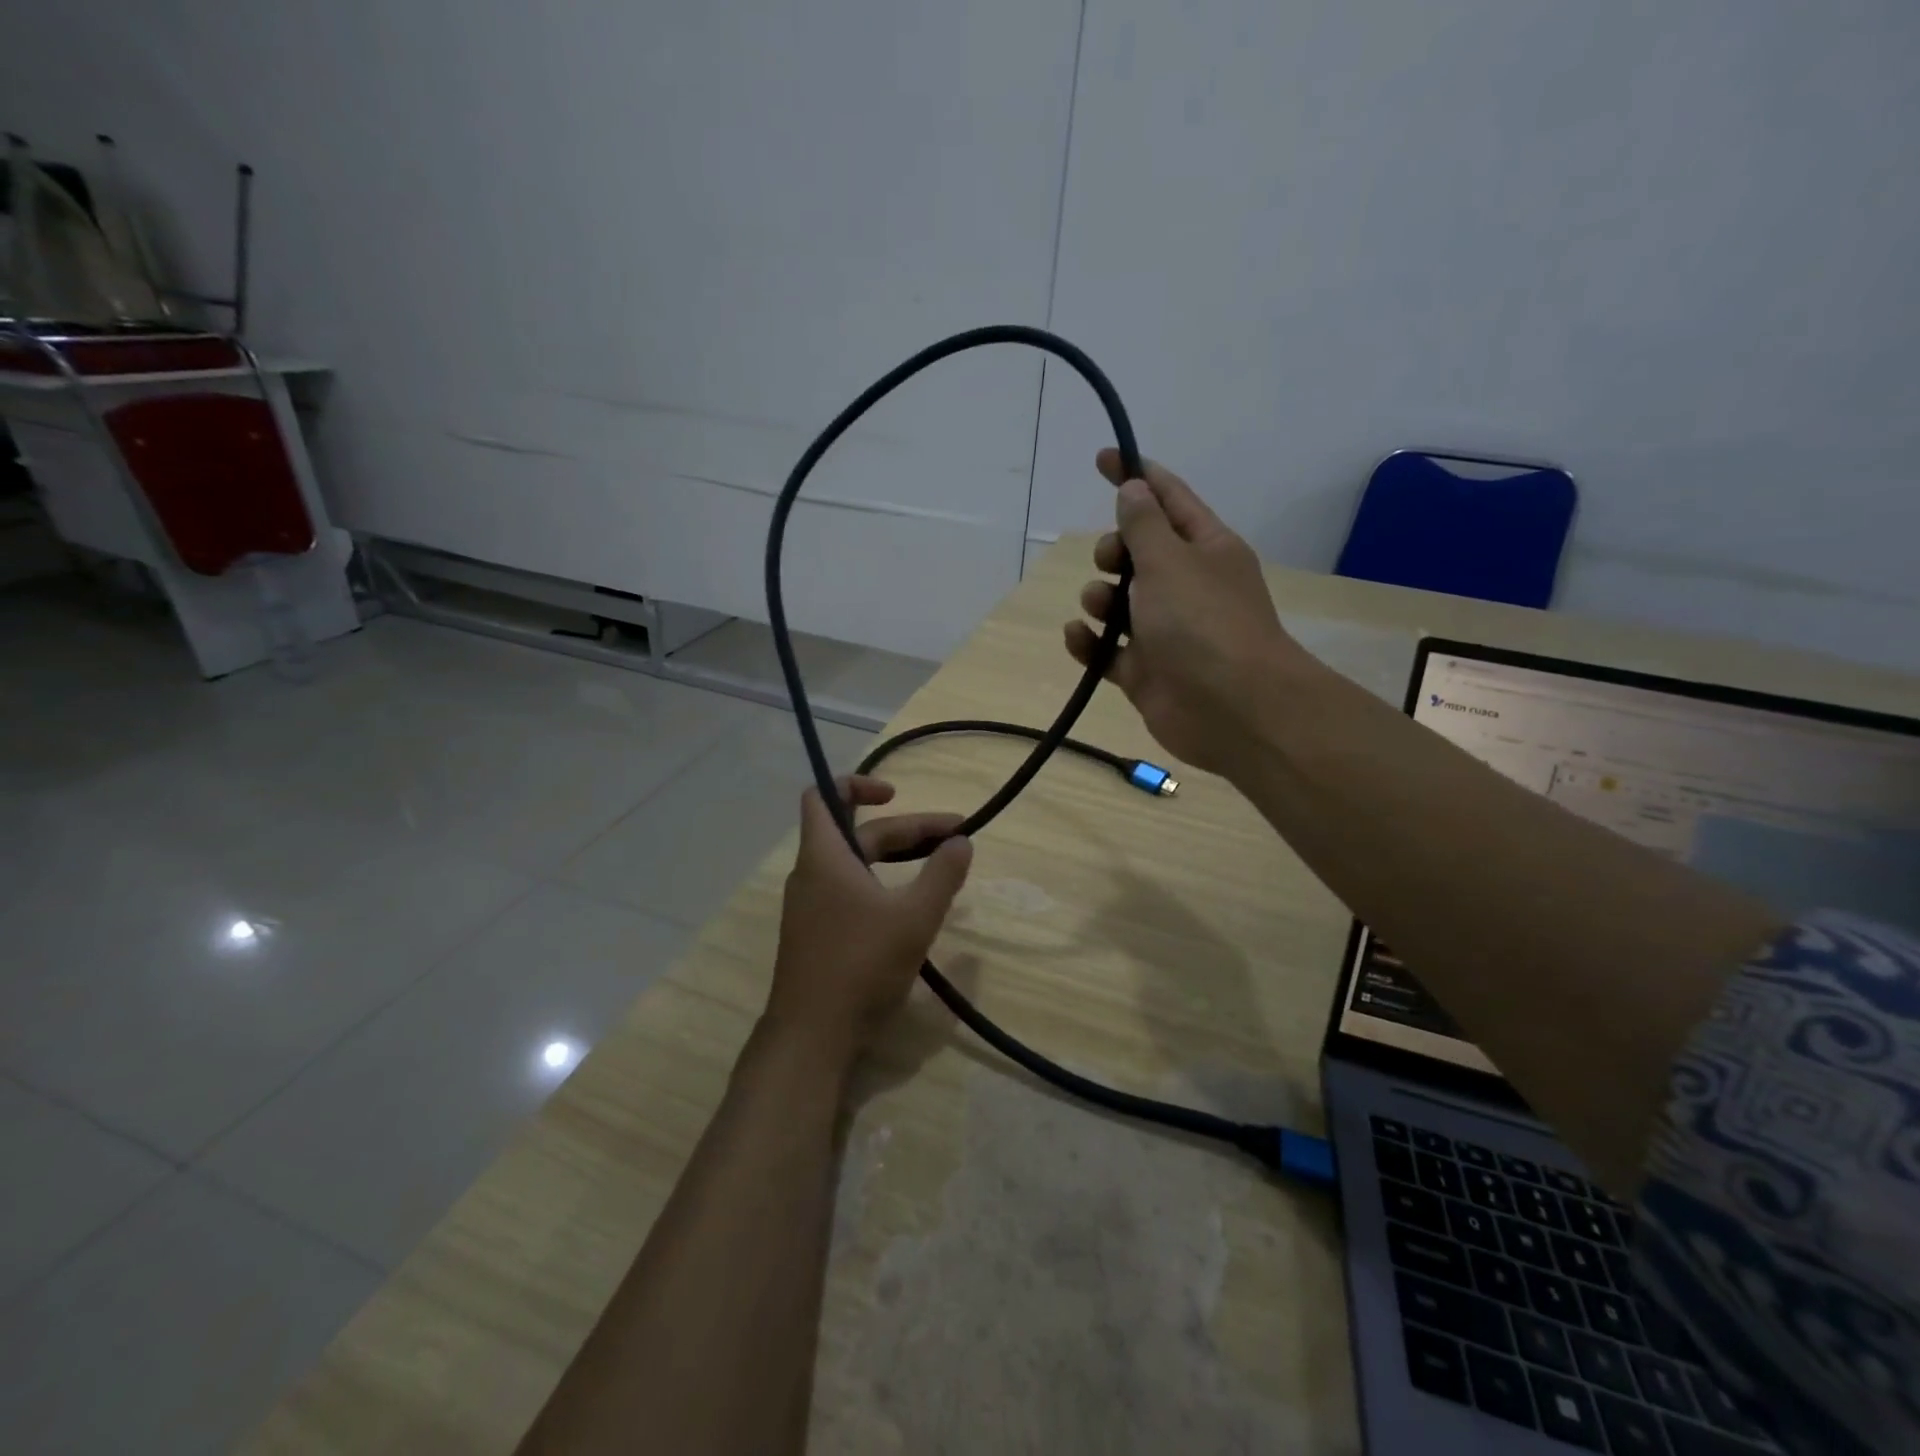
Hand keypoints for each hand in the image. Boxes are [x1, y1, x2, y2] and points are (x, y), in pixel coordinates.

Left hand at [763, 775, 972, 1068]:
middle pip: (858, 834)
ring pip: (856, 865)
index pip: (824, 796)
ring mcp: (811, 907)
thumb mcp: (914, 918)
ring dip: (897, 858)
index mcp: (824, 856)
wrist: (811, 1036)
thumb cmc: (860, 965)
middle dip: (907, 831)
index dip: (858, 784)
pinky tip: (912, 906)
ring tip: (941, 866)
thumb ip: (942, 875)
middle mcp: (812, 874)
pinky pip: (851, 891)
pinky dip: (882, 885)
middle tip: (956, 839)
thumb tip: (961, 841)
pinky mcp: (817, 934)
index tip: (896, 795)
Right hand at [1064, 450, 1302, 776]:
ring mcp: (1165, 631)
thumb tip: (1133, 488)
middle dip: (1113, 551)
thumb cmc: (1203, 623)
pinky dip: (1090, 642)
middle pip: (1138, 553)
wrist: (1232, 709)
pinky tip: (1079, 637)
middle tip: (1113, 562)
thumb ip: (1144, 525)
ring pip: (1118, 603)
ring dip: (1099, 598)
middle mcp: (1187, 586)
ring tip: (1103, 610)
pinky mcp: (1145, 671)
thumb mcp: (1170, 561)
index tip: (1103, 458)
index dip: (1136, 476)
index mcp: (1205, 549)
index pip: (1168, 499)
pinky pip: (1107, 650)